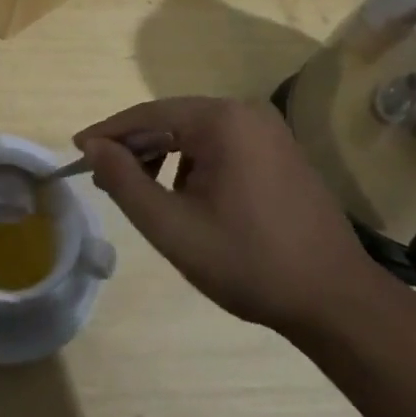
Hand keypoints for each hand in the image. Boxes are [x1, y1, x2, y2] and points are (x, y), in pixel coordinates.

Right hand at [74, 96, 386, 337]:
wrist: (338, 303)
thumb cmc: (249, 263)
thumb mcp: (173, 227)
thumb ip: (125, 182)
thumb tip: (92, 147)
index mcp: (222, 120)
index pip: (149, 114)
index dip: (108, 133)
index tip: (77, 150)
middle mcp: (246, 113)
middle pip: (172, 120)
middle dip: (136, 147)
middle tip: (104, 178)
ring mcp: (269, 131)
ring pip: (196, 134)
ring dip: (164, 158)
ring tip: (144, 194)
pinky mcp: (281, 153)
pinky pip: (221, 146)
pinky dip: (194, 165)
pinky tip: (188, 199)